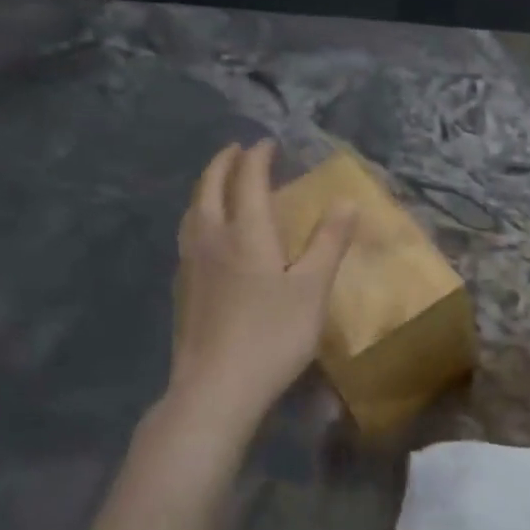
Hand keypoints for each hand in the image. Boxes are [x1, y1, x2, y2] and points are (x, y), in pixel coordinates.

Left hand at [166, 141, 356, 432]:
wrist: (216, 386)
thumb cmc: (273, 335)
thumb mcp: (313, 288)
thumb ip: (329, 242)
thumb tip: (345, 201)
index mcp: (246, 233)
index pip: (248, 181)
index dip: (258, 158)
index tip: (268, 143)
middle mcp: (212, 239)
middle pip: (210, 189)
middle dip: (224, 164)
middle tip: (238, 151)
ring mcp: (192, 265)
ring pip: (193, 212)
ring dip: (206, 188)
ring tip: (218, 183)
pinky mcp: (183, 289)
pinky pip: (189, 235)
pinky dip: (200, 216)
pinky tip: (208, 235)